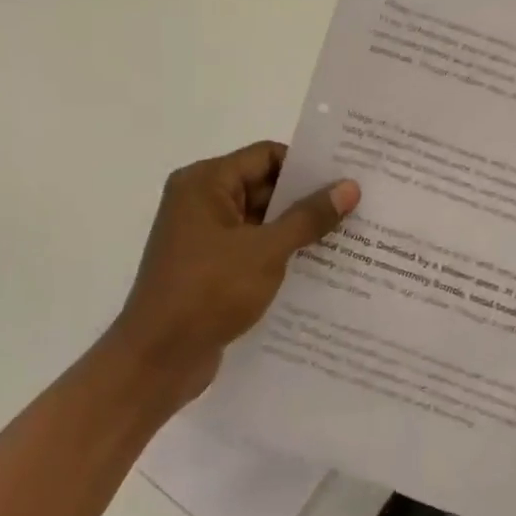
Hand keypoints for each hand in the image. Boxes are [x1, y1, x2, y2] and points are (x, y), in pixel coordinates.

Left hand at [107, 141, 359, 416]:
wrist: (158, 359)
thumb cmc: (208, 292)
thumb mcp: (266, 251)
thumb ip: (308, 217)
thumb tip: (349, 187)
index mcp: (205, 183)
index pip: (266, 155)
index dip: (307, 166)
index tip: (347, 179)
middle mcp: (200, 201)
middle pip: (264, 186)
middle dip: (307, 200)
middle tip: (358, 208)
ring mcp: (203, 236)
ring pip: (261, 220)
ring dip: (297, 229)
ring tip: (348, 237)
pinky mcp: (209, 267)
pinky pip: (252, 248)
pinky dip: (280, 253)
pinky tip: (319, 267)